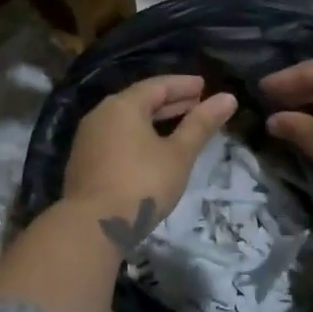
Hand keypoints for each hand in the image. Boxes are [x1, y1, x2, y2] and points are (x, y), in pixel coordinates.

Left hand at [63, 75, 237, 251]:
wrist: (93, 226)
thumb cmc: (142, 184)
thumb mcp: (178, 154)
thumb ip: (201, 124)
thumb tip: (228, 98)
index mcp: (123, 106)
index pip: (157, 85)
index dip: (183, 85)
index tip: (204, 86)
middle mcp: (101, 115)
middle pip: (140, 101)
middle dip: (170, 102)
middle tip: (196, 103)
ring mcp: (88, 139)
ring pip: (127, 121)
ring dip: (154, 120)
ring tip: (179, 125)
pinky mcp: (84, 161)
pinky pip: (116, 137)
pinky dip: (138, 136)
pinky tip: (152, 149)